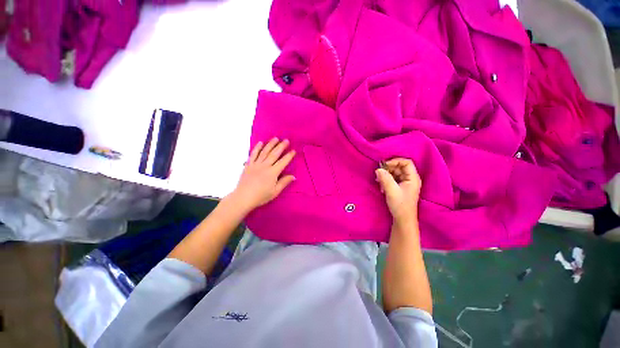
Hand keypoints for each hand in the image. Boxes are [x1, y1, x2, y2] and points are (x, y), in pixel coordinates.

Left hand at [231, 138, 295, 211]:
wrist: (243, 198)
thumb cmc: (260, 196)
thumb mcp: (275, 192)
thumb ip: (284, 182)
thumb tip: (293, 176)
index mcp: (272, 173)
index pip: (283, 162)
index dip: (289, 156)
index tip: (293, 151)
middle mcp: (265, 166)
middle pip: (274, 154)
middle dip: (281, 146)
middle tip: (286, 140)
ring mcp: (256, 164)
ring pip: (264, 152)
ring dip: (271, 144)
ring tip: (276, 138)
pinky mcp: (249, 165)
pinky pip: (253, 154)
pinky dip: (257, 148)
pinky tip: (260, 143)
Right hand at [375, 158, 421, 225]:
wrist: (403, 219)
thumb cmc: (400, 205)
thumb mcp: (391, 191)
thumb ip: (385, 178)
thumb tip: (378, 169)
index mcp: (413, 178)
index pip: (406, 163)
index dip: (395, 161)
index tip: (384, 166)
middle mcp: (410, 179)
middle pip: (399, 167)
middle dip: (388, 169)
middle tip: (379, 174)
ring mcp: (405, 183)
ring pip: (394, 173)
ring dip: (385, 176)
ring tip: (379, 182)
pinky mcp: (400, 187)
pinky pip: (392, 179)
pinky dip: (386, 181)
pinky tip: (381, 187)